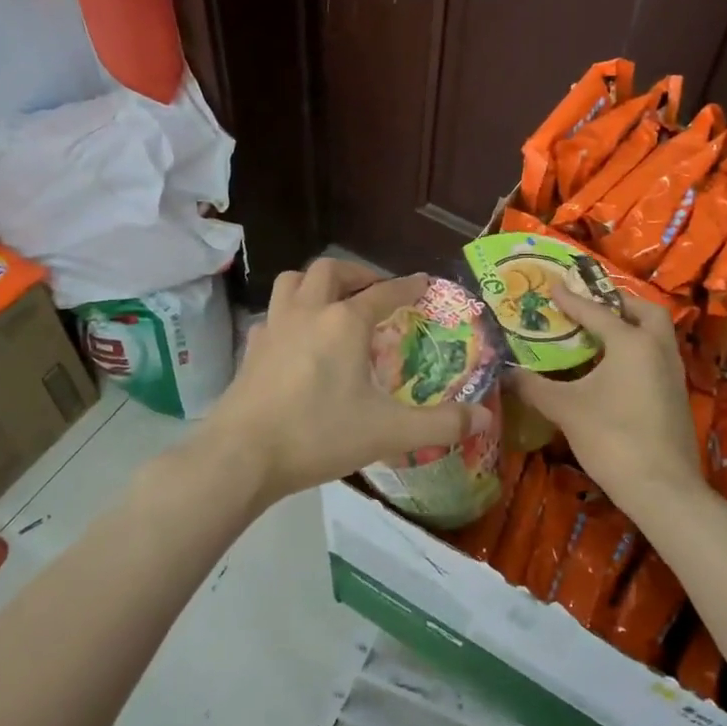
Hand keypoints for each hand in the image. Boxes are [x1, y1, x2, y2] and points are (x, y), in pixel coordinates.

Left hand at [198, 258, 490, 501]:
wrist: (243, 455)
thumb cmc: (319, 435)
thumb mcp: (388, 432)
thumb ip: (439, 424)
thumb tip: (483, 418)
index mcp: (344, 322)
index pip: (383, 292)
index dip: (407, 286)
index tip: (423, 283)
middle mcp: (308, 312)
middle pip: (330, 270)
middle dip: (357, 274)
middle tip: (373, 292)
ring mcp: (274, 327)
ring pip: (293, 281)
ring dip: (316, 283)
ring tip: (333, 302)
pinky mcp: (251, 348)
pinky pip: (272, 314)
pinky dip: (290, 314)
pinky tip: (296, 339)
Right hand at [508, 289, 702, 504]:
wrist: (662, 488)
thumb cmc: (611, 438)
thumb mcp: (565, 409)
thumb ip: (534, 386)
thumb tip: (505, 373)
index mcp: (632, 343)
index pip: (596, 312)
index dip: (571, 300)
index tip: (553, 287)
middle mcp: (657, 349)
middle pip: (644, 312)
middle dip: (619, 303)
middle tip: (592, 307)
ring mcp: (672, 374)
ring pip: (656, 335)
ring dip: (632, 326)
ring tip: (600, 334)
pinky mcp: (676, 396)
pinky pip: (657, 357)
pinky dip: (638, 350)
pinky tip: (615, 368)